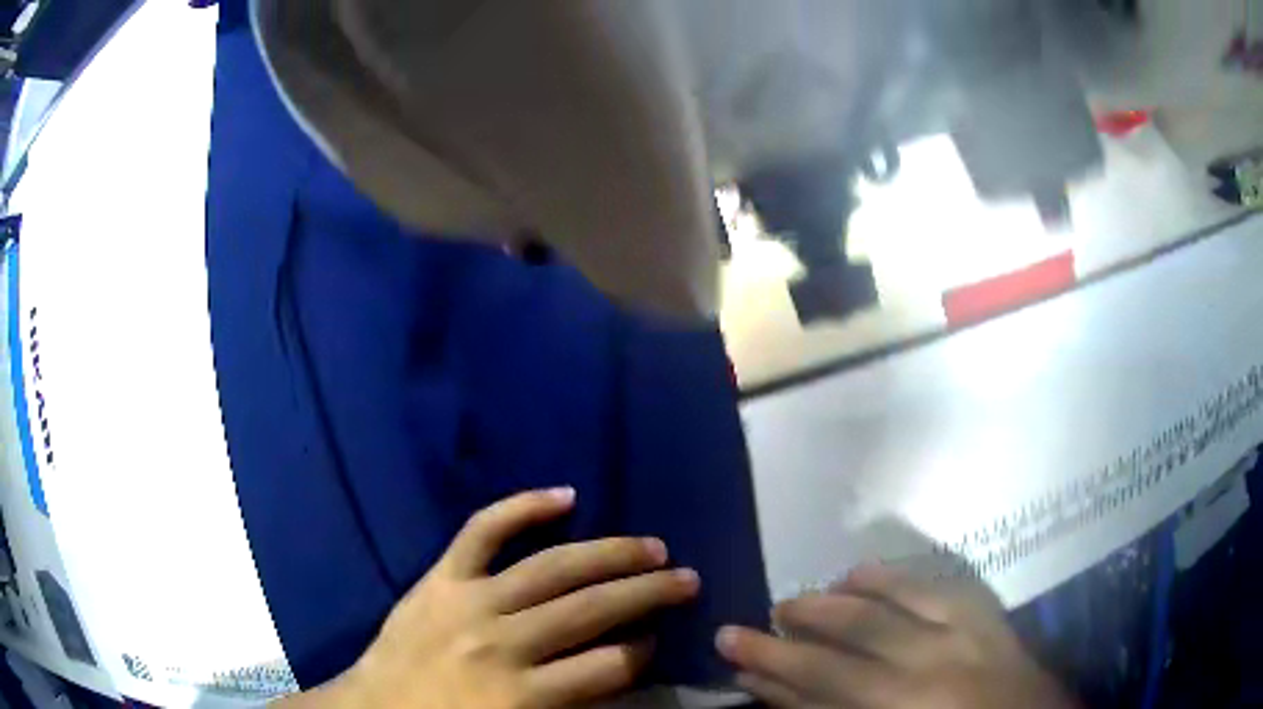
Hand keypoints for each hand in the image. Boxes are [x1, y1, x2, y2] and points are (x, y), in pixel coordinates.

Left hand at [287, 488, 699, 708]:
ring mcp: (469, 601)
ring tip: (652, 546)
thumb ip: (571, 707)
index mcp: (522, 695)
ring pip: (553, 567)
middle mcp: (503, 643)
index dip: (643, 653)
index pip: (608, 667)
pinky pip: (483, 530)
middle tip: (687, 580)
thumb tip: (621, 670)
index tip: (659, 641)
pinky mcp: (440, 577)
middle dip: (649, 594)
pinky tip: (565, 495)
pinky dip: (522, 507)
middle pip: (592, 610)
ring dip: (610, 554)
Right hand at [716, 565, 1075, 708]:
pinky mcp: (988, 616)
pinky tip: (867, 571)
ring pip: (889, 603)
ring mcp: (964, 638)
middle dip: (794, 629)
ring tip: (807, 594)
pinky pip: (937, 584)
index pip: (818, 688)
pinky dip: (896, 575)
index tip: (730, 647)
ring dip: (841, 596)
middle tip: (759, 617)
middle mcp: (928, 673)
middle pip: (846, 643)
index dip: (769, 669)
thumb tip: (776, 692)